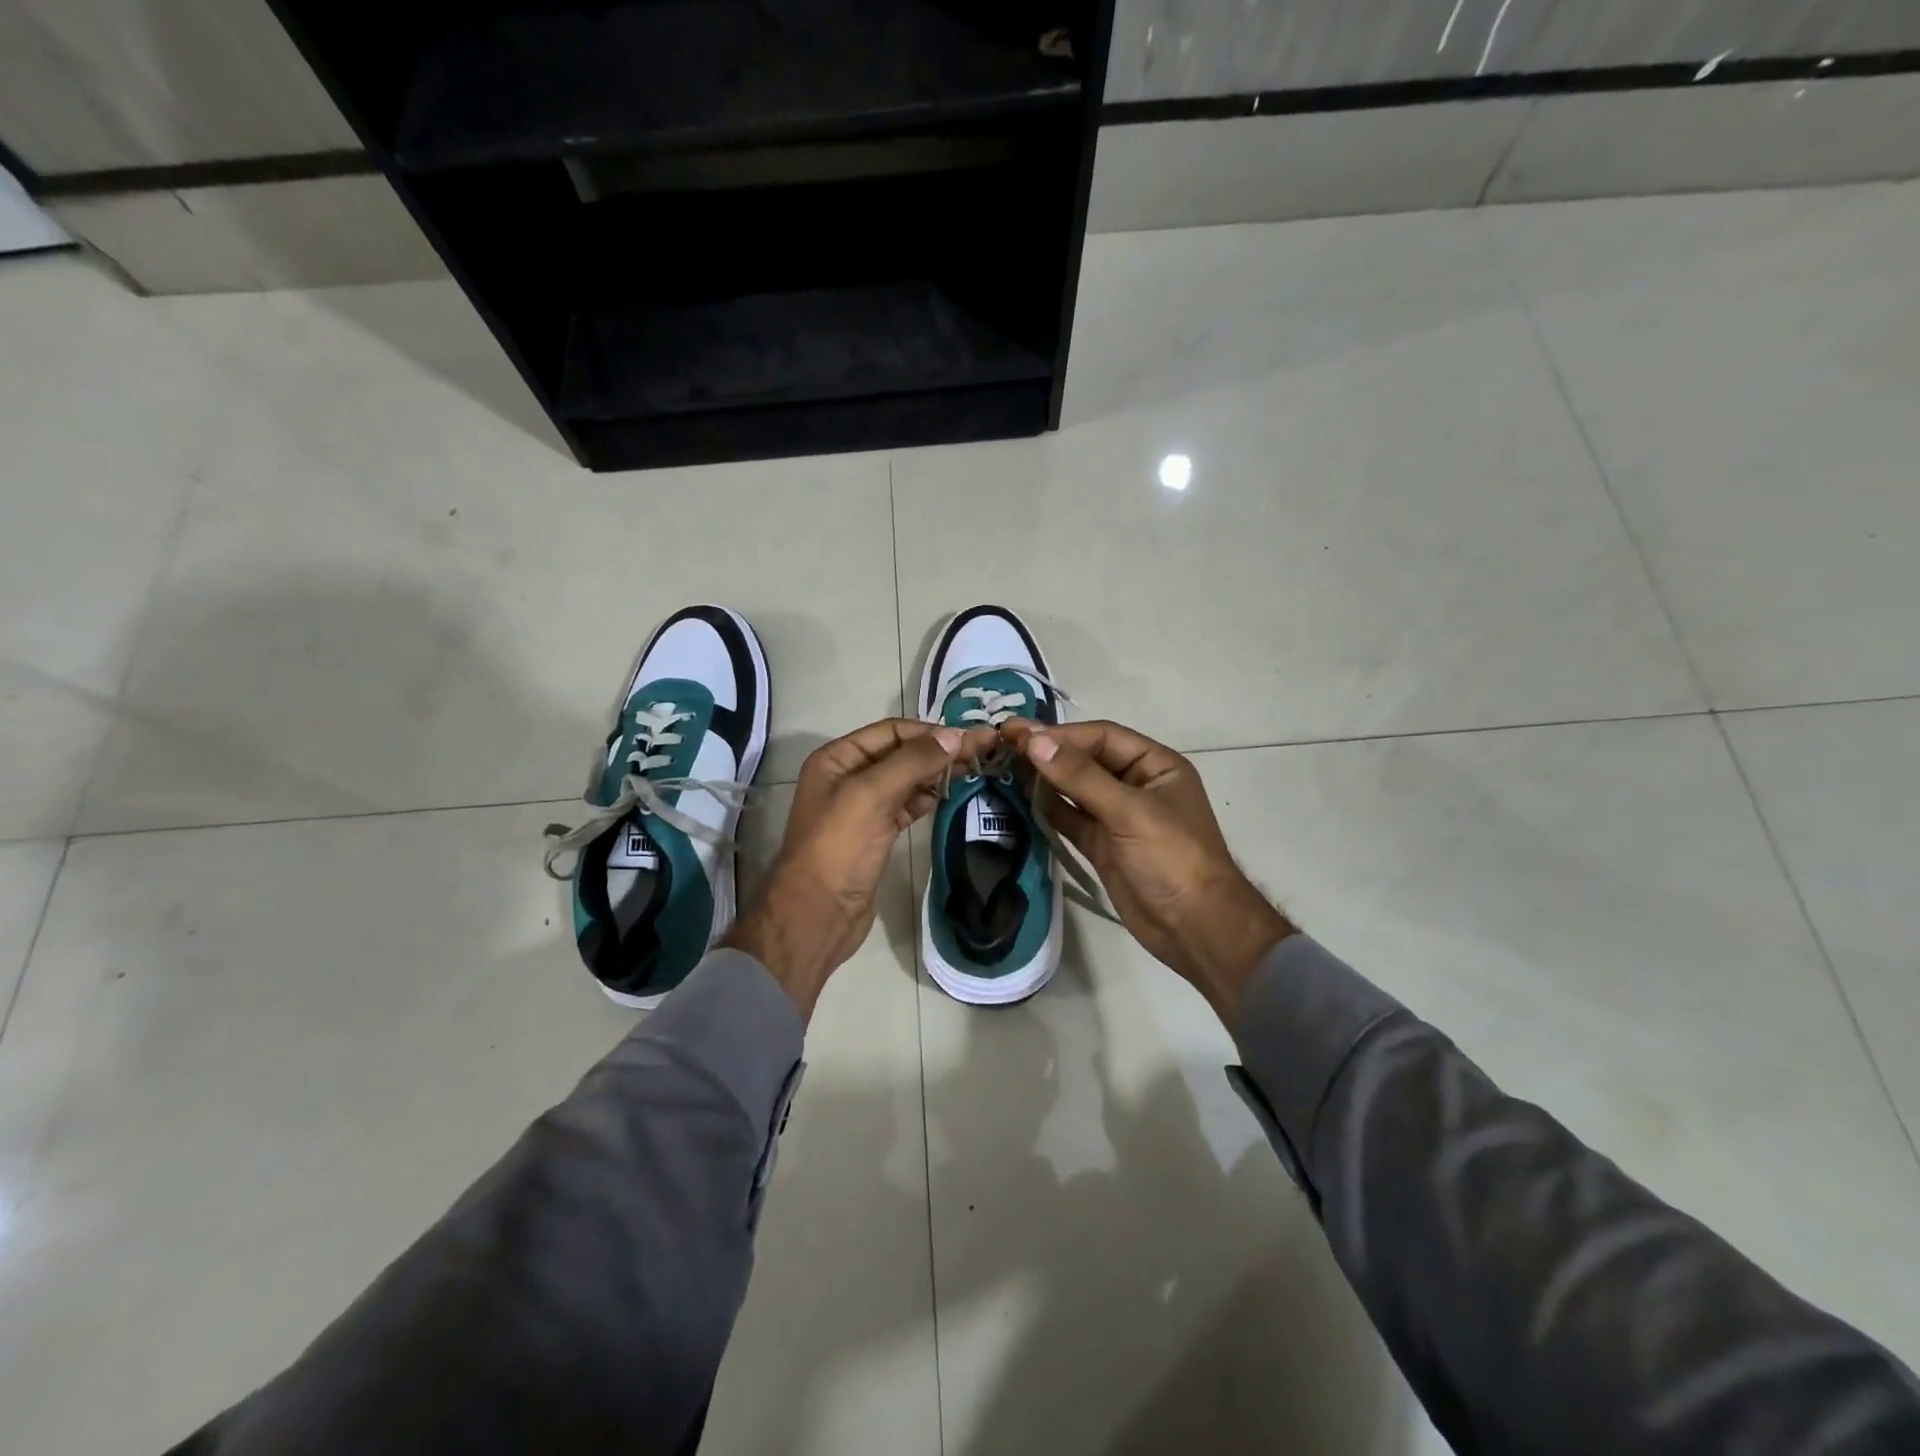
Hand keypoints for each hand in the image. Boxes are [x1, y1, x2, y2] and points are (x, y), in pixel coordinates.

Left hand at [726, 718, 994, 1016]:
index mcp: (838, 758)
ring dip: (937, 773)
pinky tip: (950, 794)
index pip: (891, 731)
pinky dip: (928, 797)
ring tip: (974, 769)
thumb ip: (913, 761)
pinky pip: (906, 805)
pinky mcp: (876, 833)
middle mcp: (848, 776)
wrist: (819, 913)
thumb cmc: (839, 847)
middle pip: (901, 753)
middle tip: (983, 751)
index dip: (929, 732)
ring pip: (907, 779)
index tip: (969, 738)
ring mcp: (862, 806)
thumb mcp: (871, 794)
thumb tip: (956, 736)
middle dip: (938, 750)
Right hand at [1002, 719, 1294, 1022]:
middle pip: (1085, 759)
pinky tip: (1021, 799)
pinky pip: (1069, 818)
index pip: (1102, 737)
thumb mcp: (1129, 811)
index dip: (1062, 734)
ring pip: (1073, 788)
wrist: (1195, 928)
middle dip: (1048, 753)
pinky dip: (1047, 809)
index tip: (1020, 735)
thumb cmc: (1172, 859)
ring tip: (1003, 768)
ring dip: (1043, 779)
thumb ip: (1080, 776)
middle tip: (1002, 745)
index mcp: (1154, 765)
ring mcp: (1116, 816)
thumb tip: (1034, 740)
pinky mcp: (1101, 844)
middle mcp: (1135, 784)